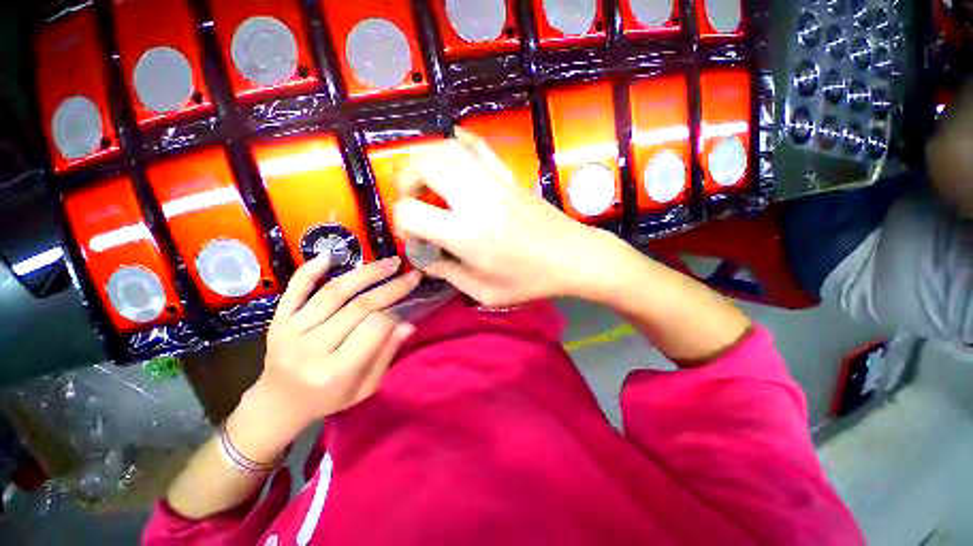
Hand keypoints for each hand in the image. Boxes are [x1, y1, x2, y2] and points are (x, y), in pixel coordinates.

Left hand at [230, 255, 420, 462]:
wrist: (277, 404)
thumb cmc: (327, 400)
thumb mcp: (365, 388)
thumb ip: (386, 355)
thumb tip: (407, 323)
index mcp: (335, 370)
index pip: (375, 328)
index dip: (397, 310)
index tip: (412, 297)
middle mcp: (311, 347)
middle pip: (359, 306)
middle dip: (391, 287)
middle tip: (412, 274)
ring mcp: (291, 330)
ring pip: (334, 292)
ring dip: (366, 273)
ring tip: (390, 262)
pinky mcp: (277, 320)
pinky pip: (295, 289)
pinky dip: (311, 269)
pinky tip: (332, 255)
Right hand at [393, 131, 613, 306]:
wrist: (573, 257)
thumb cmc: (530, 281)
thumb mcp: (484, 291)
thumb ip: (449, 274)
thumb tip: (427, 259)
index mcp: (466, 233)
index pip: (411, 212)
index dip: (402, 222)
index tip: (414, 235)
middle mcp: (475, 199)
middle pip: (424, 165)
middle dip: (406, 179)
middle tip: (412, 200)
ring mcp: (494, 182)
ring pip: (448, 149)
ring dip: (427, 161)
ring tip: (428, 182)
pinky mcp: (508, 176)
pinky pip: (479, 147)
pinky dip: (459, 143)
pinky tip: (454, 151)